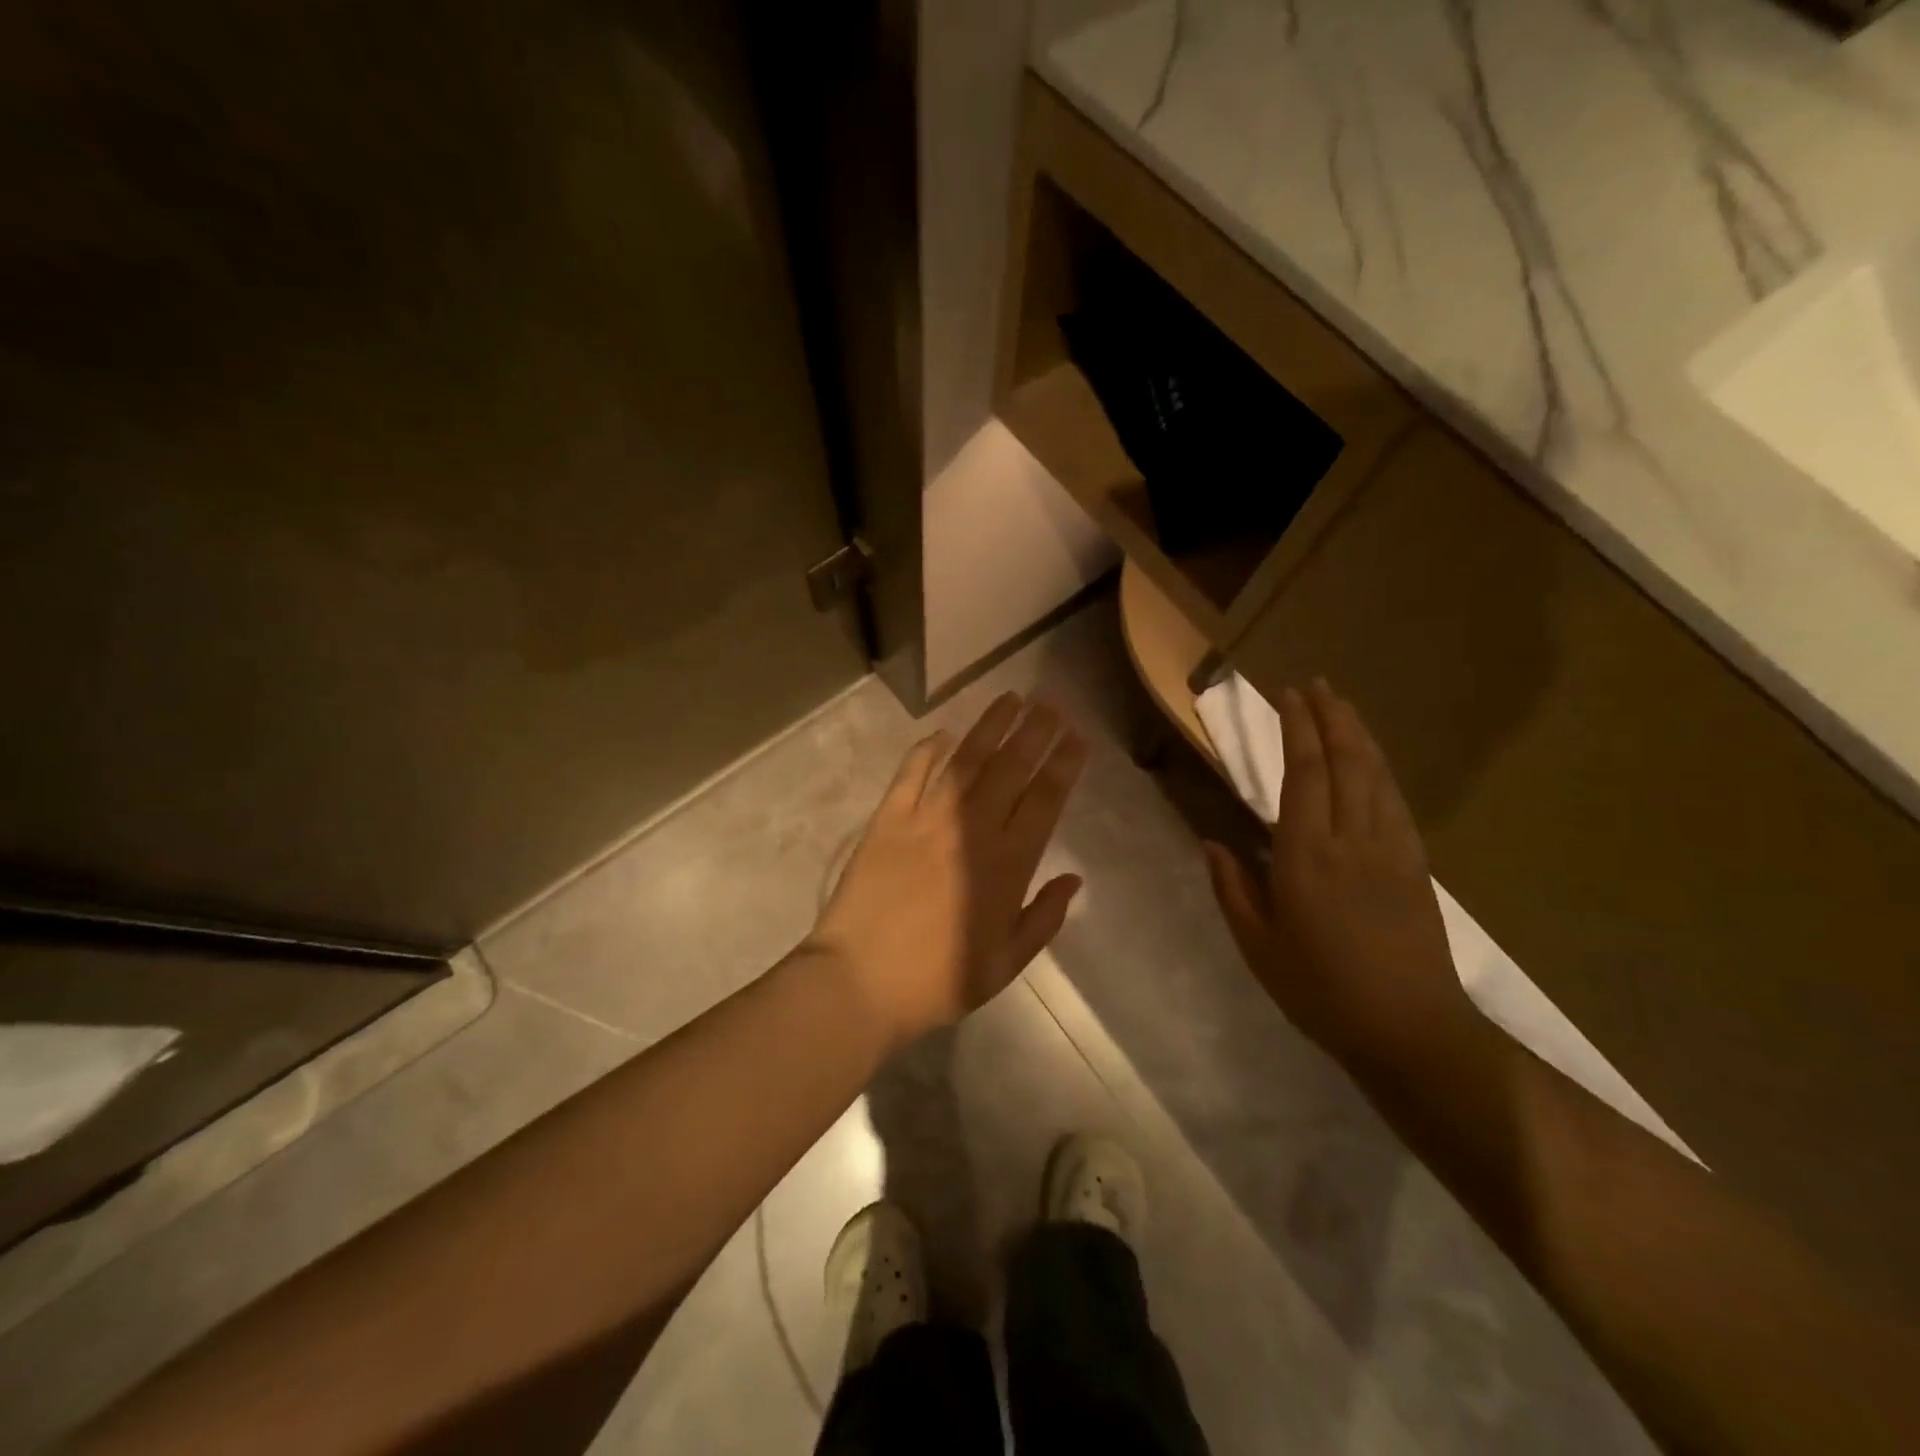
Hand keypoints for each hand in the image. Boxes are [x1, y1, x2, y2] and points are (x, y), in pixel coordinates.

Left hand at [807, 693, 1087, 1050]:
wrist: (860, 981)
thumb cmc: (938, 980)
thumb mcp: (1005, 965)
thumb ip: (1043, 918)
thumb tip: (1073, 878)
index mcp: (1007, 865)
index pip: (1044, 800)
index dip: (1064, 764)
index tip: (1077, 737)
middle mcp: (971, 829)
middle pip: (1011, 768)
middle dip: (1035, 731)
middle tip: (1050, 703)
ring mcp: (927, 818)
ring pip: (967, 760)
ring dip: (991, 726)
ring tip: (1011, 698)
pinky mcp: (888, 818)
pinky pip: (912, 772)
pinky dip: (929, 749)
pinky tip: (943, 733)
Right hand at [1205, 679, 1477, 1073]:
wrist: (1410, 1030)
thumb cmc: (1321, 990)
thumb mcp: (1258, 947)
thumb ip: (1233, 889)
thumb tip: (1213, 842)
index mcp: (1305, 856)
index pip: (1303, 774)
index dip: (1297, 729)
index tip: (1287, 696)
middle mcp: (1350, 839)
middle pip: (1344, 761)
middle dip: (1329, 716)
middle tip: (1313, 684)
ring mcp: (1390, 849)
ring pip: (1375, 774)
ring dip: (1357, 733)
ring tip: (1341, 704)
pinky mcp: (1415, 865)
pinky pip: (1395, 801)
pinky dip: (1381, 769)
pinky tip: (1372, 760)